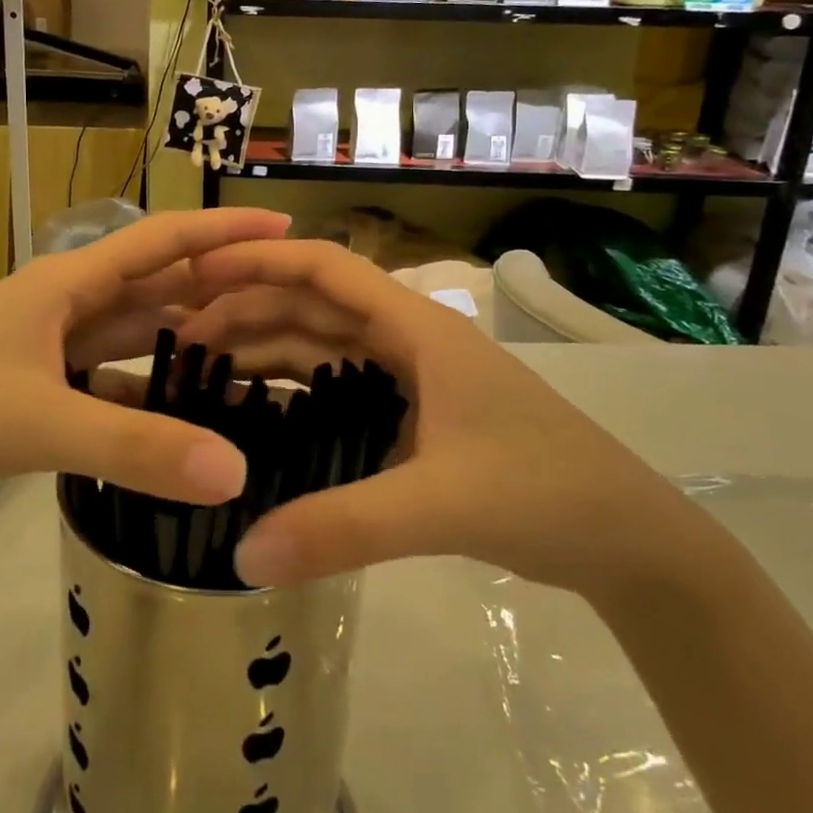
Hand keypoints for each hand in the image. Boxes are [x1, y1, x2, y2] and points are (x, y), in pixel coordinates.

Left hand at [0, 209, 290, 527]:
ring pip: (131, 333)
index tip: (283, 227)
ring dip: (182, 338)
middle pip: (153, 285)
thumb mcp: (40, 423)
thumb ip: (136, 449)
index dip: (222, 232)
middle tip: (283, 299)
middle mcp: (63, 303)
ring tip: (245, 353)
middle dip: (214, 287)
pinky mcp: (34, 384)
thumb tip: (236, 472)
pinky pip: (106, 377)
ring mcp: (47, 345)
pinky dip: (143, 389)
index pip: (160, 242)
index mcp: (67, 284)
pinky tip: (176, 413)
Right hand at [173, 239, 715, 598]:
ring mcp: (414, 378)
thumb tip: (241, 552)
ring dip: (267, 349)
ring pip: (324, 346)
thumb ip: (342, 528)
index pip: (327, 267)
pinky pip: (340, 387)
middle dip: (248, 310)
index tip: (197, 272)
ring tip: (203, 369)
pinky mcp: (417, 415)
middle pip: (314, 305)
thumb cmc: (547, 494)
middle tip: (180, 337)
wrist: (631, 541)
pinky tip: (259, 412)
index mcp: (418, 328)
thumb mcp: (441, 506)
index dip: (260, 260)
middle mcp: (409, 340)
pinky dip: (297, 391)